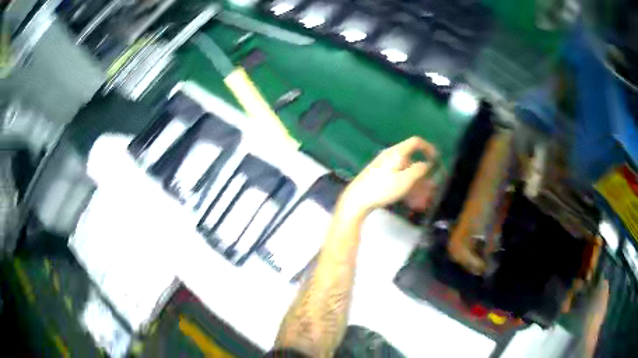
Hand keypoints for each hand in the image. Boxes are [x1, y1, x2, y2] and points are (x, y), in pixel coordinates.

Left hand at [340, 136, 437, 216]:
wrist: (356, 199)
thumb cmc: (382, 188)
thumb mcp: (404, 180)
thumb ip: (418, 170)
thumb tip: (426, 164)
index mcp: (397, 153)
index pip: (416, 142)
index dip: (428, 148)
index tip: (436, 159)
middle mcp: (391, 157)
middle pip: (412, 162)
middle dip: (423, 176)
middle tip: (431, 190)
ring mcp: (384, 167)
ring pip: (406, 173)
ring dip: (416, 185)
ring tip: (423, 201)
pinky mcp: (380, 177)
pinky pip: (398, 179)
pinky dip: (406, 188)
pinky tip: (411, 202)